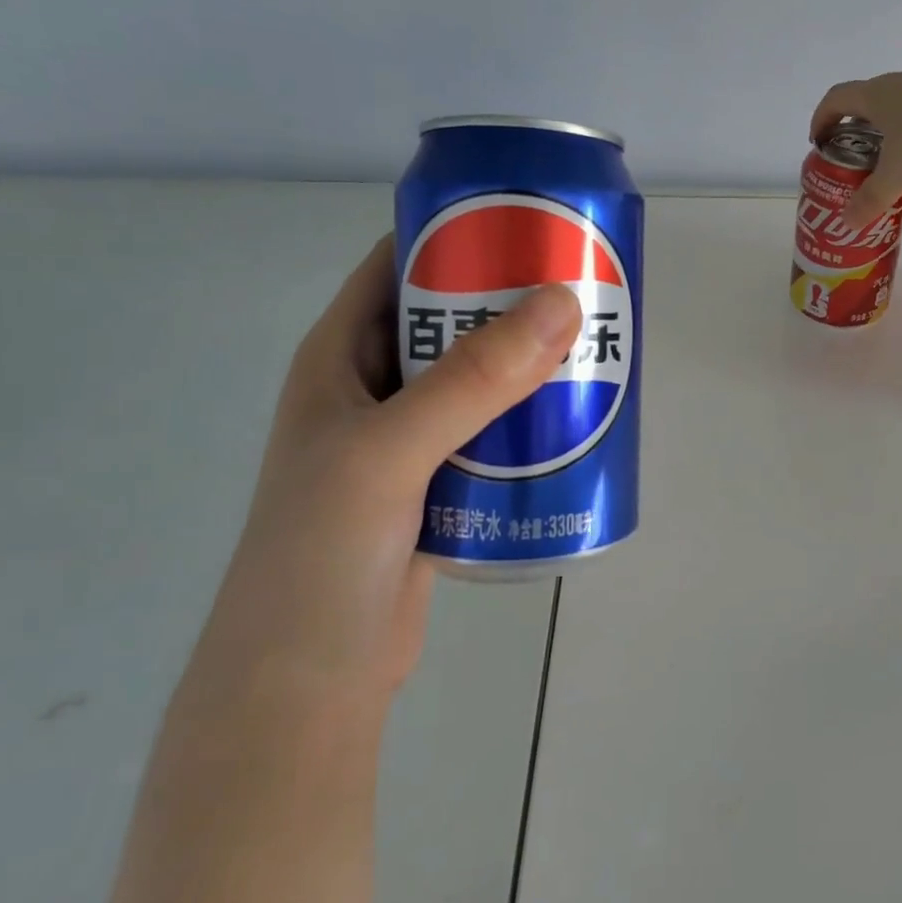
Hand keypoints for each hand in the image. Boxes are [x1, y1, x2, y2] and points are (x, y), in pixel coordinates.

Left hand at [195, 237, 582, 703]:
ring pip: (476, 380)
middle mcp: (372, 389)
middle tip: (582, 288)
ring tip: (593, 348)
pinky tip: (575, 420)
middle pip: (449, 321)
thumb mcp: (392, 451)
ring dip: (527, 365)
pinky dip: (528, 421)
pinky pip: (490, 434)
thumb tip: (561, 303)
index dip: (457, 233)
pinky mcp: (437, 486)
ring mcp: (405, 440)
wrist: (309, 682)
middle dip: (511, 301)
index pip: (397, 265)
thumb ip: (473, 381)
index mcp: (340, 357)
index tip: (528, 221)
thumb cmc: (324, 554)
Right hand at [811, 71, 901, 228]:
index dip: (821, 118)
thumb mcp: (898, 176)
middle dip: (854, 129)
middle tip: (852, 159)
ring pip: (898, 107)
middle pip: (867, 100)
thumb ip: (870, 199)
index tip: (818, 142)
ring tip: (887, 163)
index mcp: (878, 94)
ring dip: (886, 131)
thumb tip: (846, 223)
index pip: (836, 98)